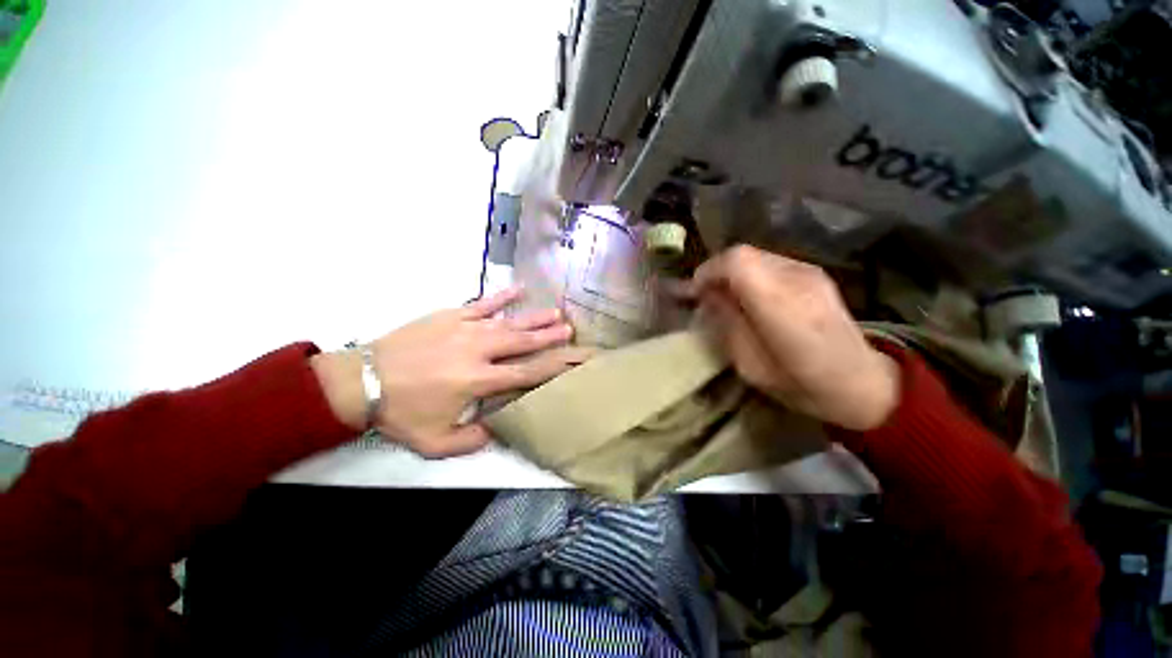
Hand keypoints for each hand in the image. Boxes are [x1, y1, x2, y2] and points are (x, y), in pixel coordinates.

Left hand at [311, 287, 590, 456]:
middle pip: (523, 342)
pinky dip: (502, 295)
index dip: (552, 367)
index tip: (572, 360)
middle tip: (570, 330)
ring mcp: (465, 329)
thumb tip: (499, 428)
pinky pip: (482, 303)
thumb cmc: (401, 412)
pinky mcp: (451, 315)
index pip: (526, 373)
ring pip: (509, 322)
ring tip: (556, 313)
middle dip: (550, 337)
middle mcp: (479, 351)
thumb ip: (472, 439)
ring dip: (534, 317)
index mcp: (478, 381)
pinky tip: (519, 288)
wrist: (362, 381)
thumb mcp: (435, 442)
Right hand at [690, 246, 899, 430]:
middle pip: (743, 253)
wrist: (861, 382)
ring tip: (727, 298)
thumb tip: (709, 297)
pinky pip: (770, 263)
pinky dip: (751, 274)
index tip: (695, 293)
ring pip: (755, 255)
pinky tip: (752, 298)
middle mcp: (796, 279)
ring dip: (733, 273)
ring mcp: (809, 272)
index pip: (737, 261)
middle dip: (717, 272)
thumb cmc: (801, 384)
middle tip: (707, 297)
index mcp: (780, 305)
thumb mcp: (750, 366)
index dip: (708, 271)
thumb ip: (728, 325)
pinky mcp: (815, 273)